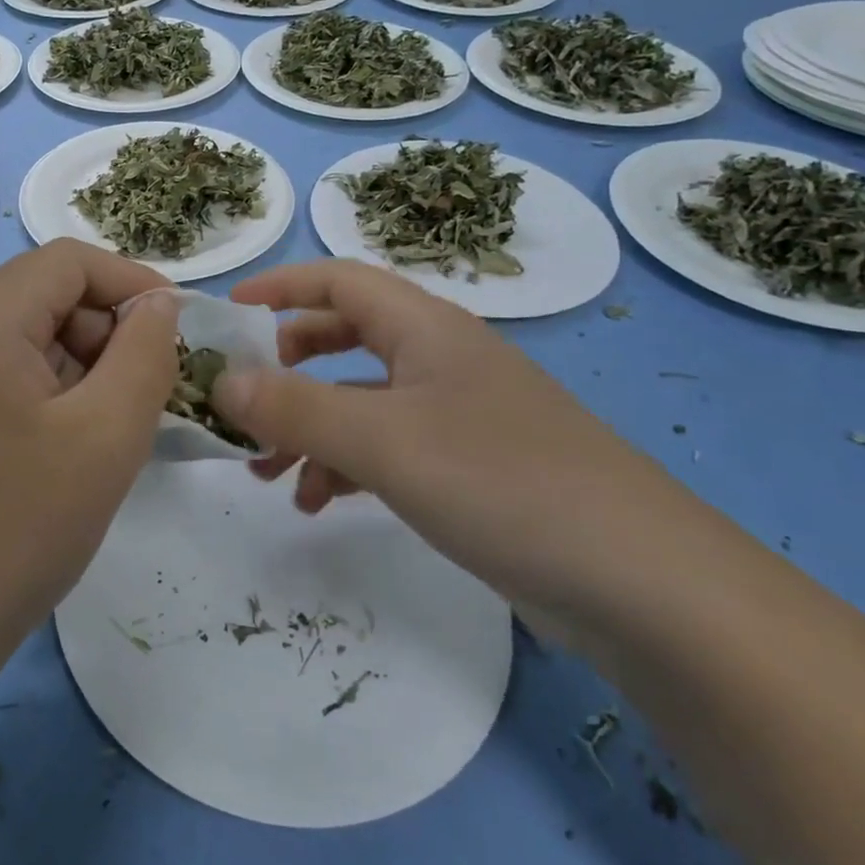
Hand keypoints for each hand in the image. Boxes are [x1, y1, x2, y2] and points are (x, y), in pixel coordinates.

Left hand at [0, 239, 181, 661]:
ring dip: (76, 365)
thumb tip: (159, 305)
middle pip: (42, 295)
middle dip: (104, 332)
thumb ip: (145, 354)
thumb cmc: (15, 531)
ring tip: (105, 429)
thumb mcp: (106, 437)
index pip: (68, 262)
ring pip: (21, 333)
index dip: (132, 283)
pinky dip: (42, 389)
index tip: (177, 332)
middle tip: (144, 396)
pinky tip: (62, 445)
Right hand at [213, 260, 678, 612]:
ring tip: (266, 474)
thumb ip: (294, 408)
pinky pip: (388, 447)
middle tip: (245, 400)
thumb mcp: (383, 441)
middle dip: (287, 366)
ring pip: (361, 401)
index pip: (338, 279)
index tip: (226, 313)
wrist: (645, 585)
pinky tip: (320, 503)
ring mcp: (459, 414)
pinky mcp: (471, 467)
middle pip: (345, 337)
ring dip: (309, 428)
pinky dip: (346, 466)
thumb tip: (219, 380)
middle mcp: (440, 359)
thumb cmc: (502, 482)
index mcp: (425, 328)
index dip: (279, 287)